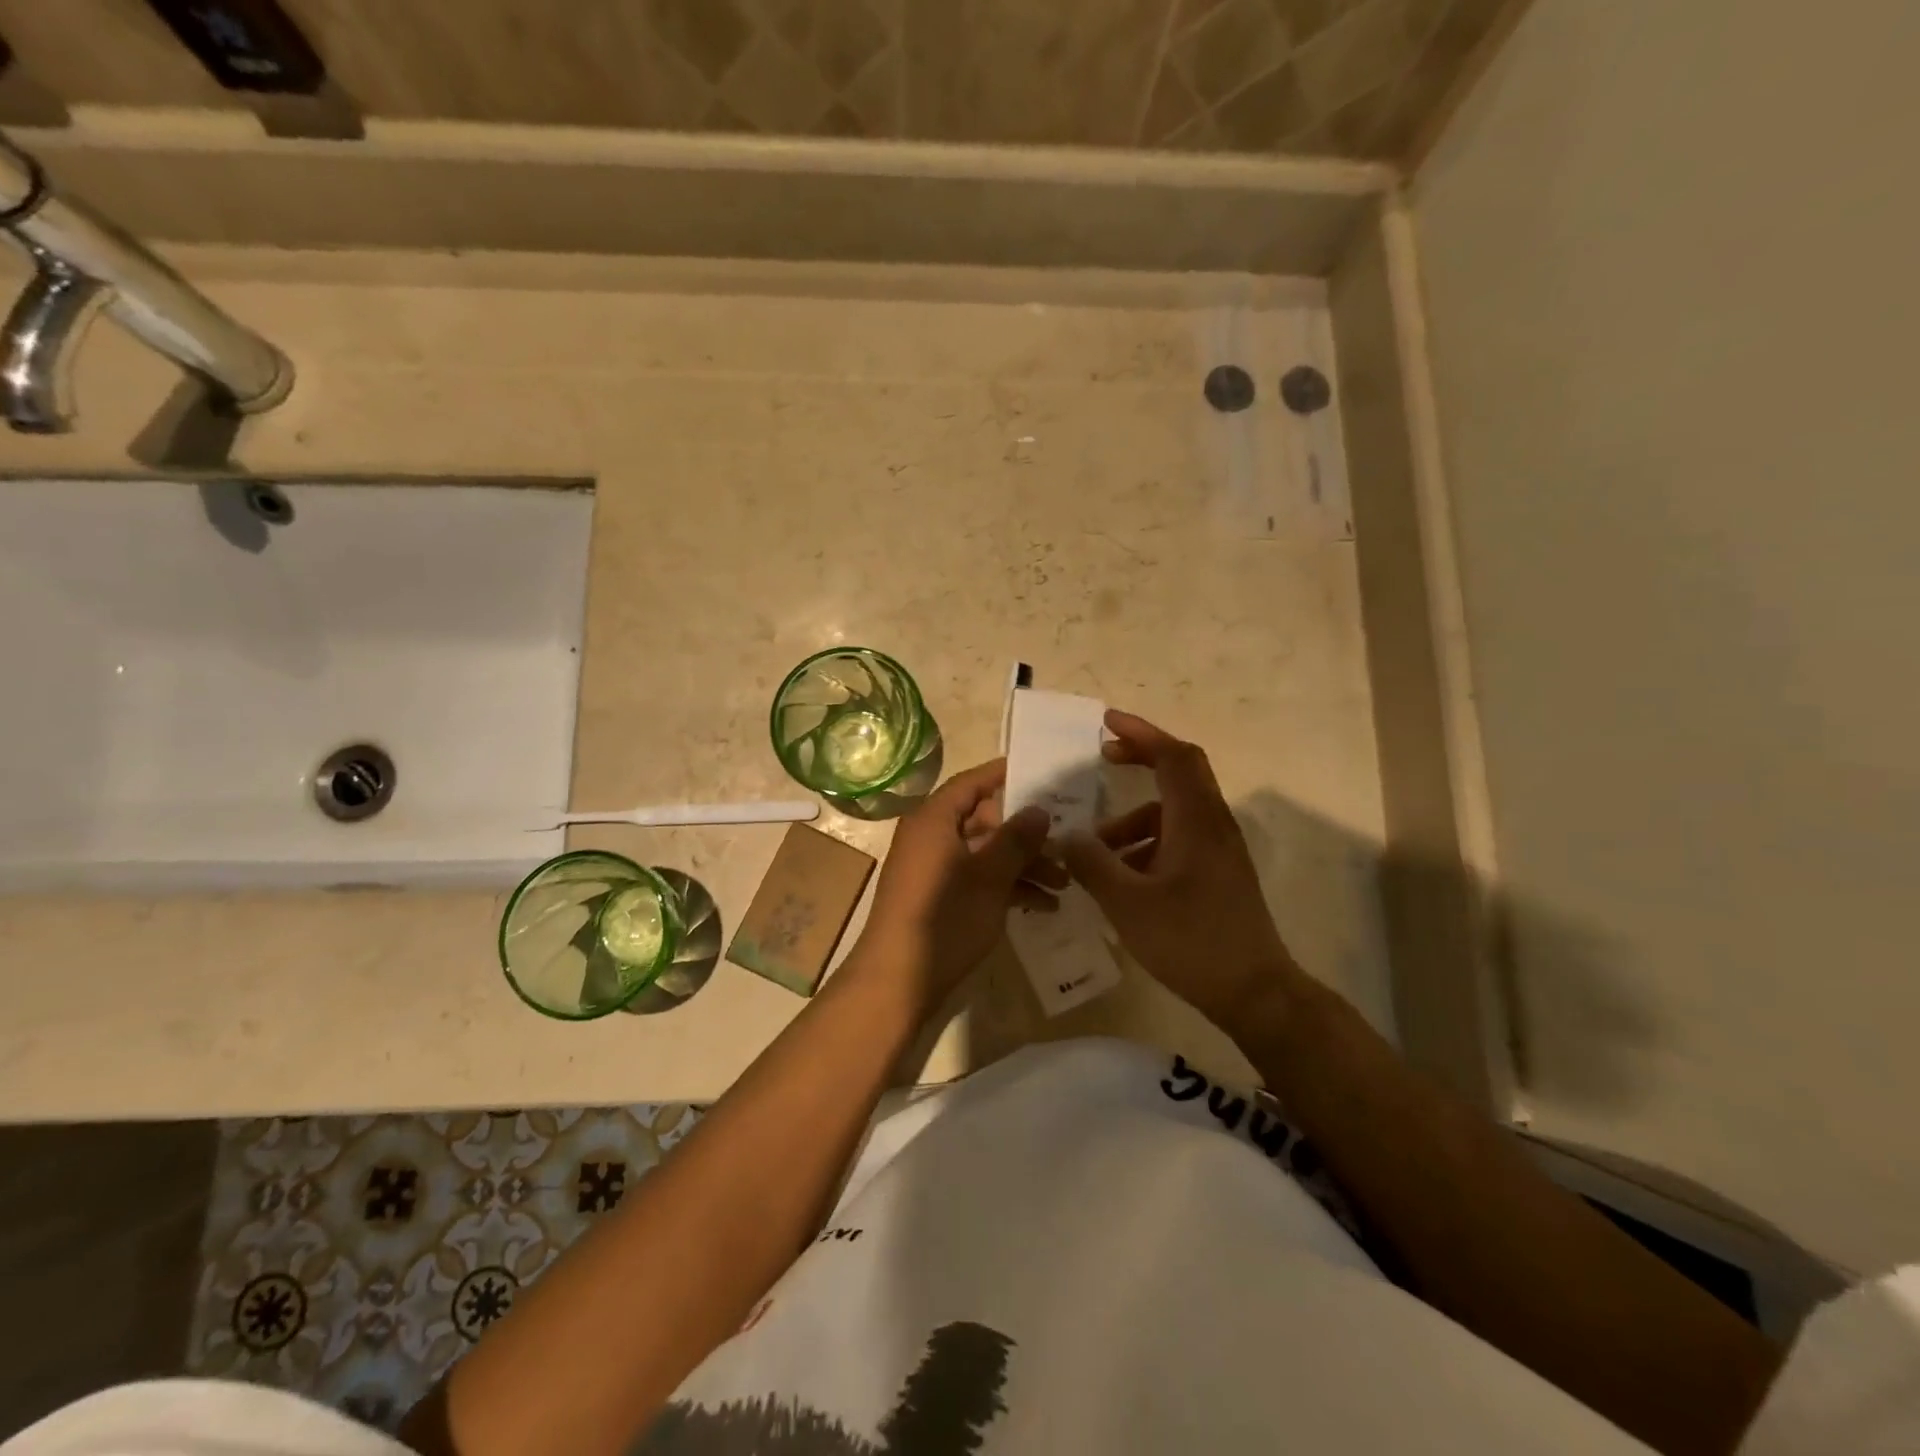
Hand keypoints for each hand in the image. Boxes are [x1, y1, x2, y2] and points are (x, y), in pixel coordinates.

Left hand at [854, 758, 1060, 1001]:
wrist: (898, 980)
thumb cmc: (944, 917)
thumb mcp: (989, 876)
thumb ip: (1016, 839)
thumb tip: (1039, 808)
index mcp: (934, 820)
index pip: (972, 783)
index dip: (1004, 775)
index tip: (1040, 773)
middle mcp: (931, 837)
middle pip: (984, 821)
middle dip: (1026, 834)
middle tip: (1066, 841)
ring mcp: (934, 869)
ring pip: (985, 854)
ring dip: (1023, 865)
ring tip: (1065, 883)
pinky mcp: (938, 898)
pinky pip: (977, 879)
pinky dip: (1006, 887)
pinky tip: (1043, 905)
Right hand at [1062, 710, 1300, 1028]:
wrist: (1254, 992)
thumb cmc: (1190, 941)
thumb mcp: (1128, 903)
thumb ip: (1092, 864)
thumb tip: (1067, 836)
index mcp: (1196, 820)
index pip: (1173, 756)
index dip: (1141, 733)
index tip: (1107, 723)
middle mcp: (1213, 825)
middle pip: (1180, 773)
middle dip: (1141, 760)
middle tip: (1103, 759)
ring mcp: (1219, 850)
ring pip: (1173, 813)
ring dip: (1134, 819)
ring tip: (1096, 850)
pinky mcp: (1218, 874)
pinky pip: (1178, 840)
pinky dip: (1147, 844)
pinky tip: (1121, 878)